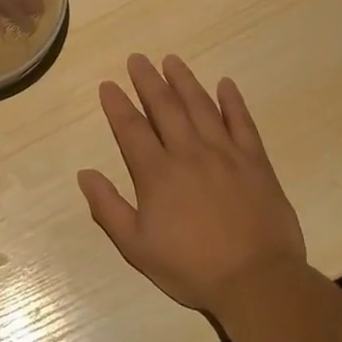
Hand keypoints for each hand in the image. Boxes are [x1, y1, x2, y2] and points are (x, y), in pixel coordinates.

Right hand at [77, 54, 305, 311]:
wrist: (257, 282)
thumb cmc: (191, 267)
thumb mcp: (136, 246)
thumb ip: (108, 207)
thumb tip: (85, 174)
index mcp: (156, 173)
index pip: (131, 128)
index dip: (117, 104)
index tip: (109, 85)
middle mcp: (188, 153)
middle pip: (165, 107)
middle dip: (148, 80)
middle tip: (137, 58)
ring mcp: (225, 154)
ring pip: (201, 107)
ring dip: (184, 81)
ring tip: (172, 60)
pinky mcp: (256, 163)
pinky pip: (243, 123)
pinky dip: (233, 102)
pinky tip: (225, 84)